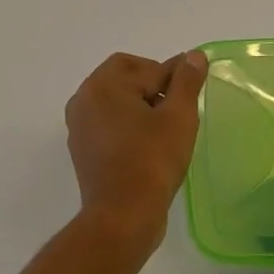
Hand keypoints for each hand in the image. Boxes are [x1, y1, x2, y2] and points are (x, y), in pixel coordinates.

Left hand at [64, 50, 209, 252]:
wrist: (122, 217)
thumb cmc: (152, 161)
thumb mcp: (179, 117)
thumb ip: (186, 81)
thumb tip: (193, 56)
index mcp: (104, 84)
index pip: (147, 67)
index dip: (174, 76)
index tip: (193, 89)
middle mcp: (84, 98)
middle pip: (125, 76)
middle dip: (153, 84)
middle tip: (178, 107)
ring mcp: (79, 125)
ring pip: (115, 99)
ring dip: (140, 103)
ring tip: (165, 126)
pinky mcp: (81, 148)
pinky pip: (107, 121)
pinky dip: (126, 122)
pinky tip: (148, 142)